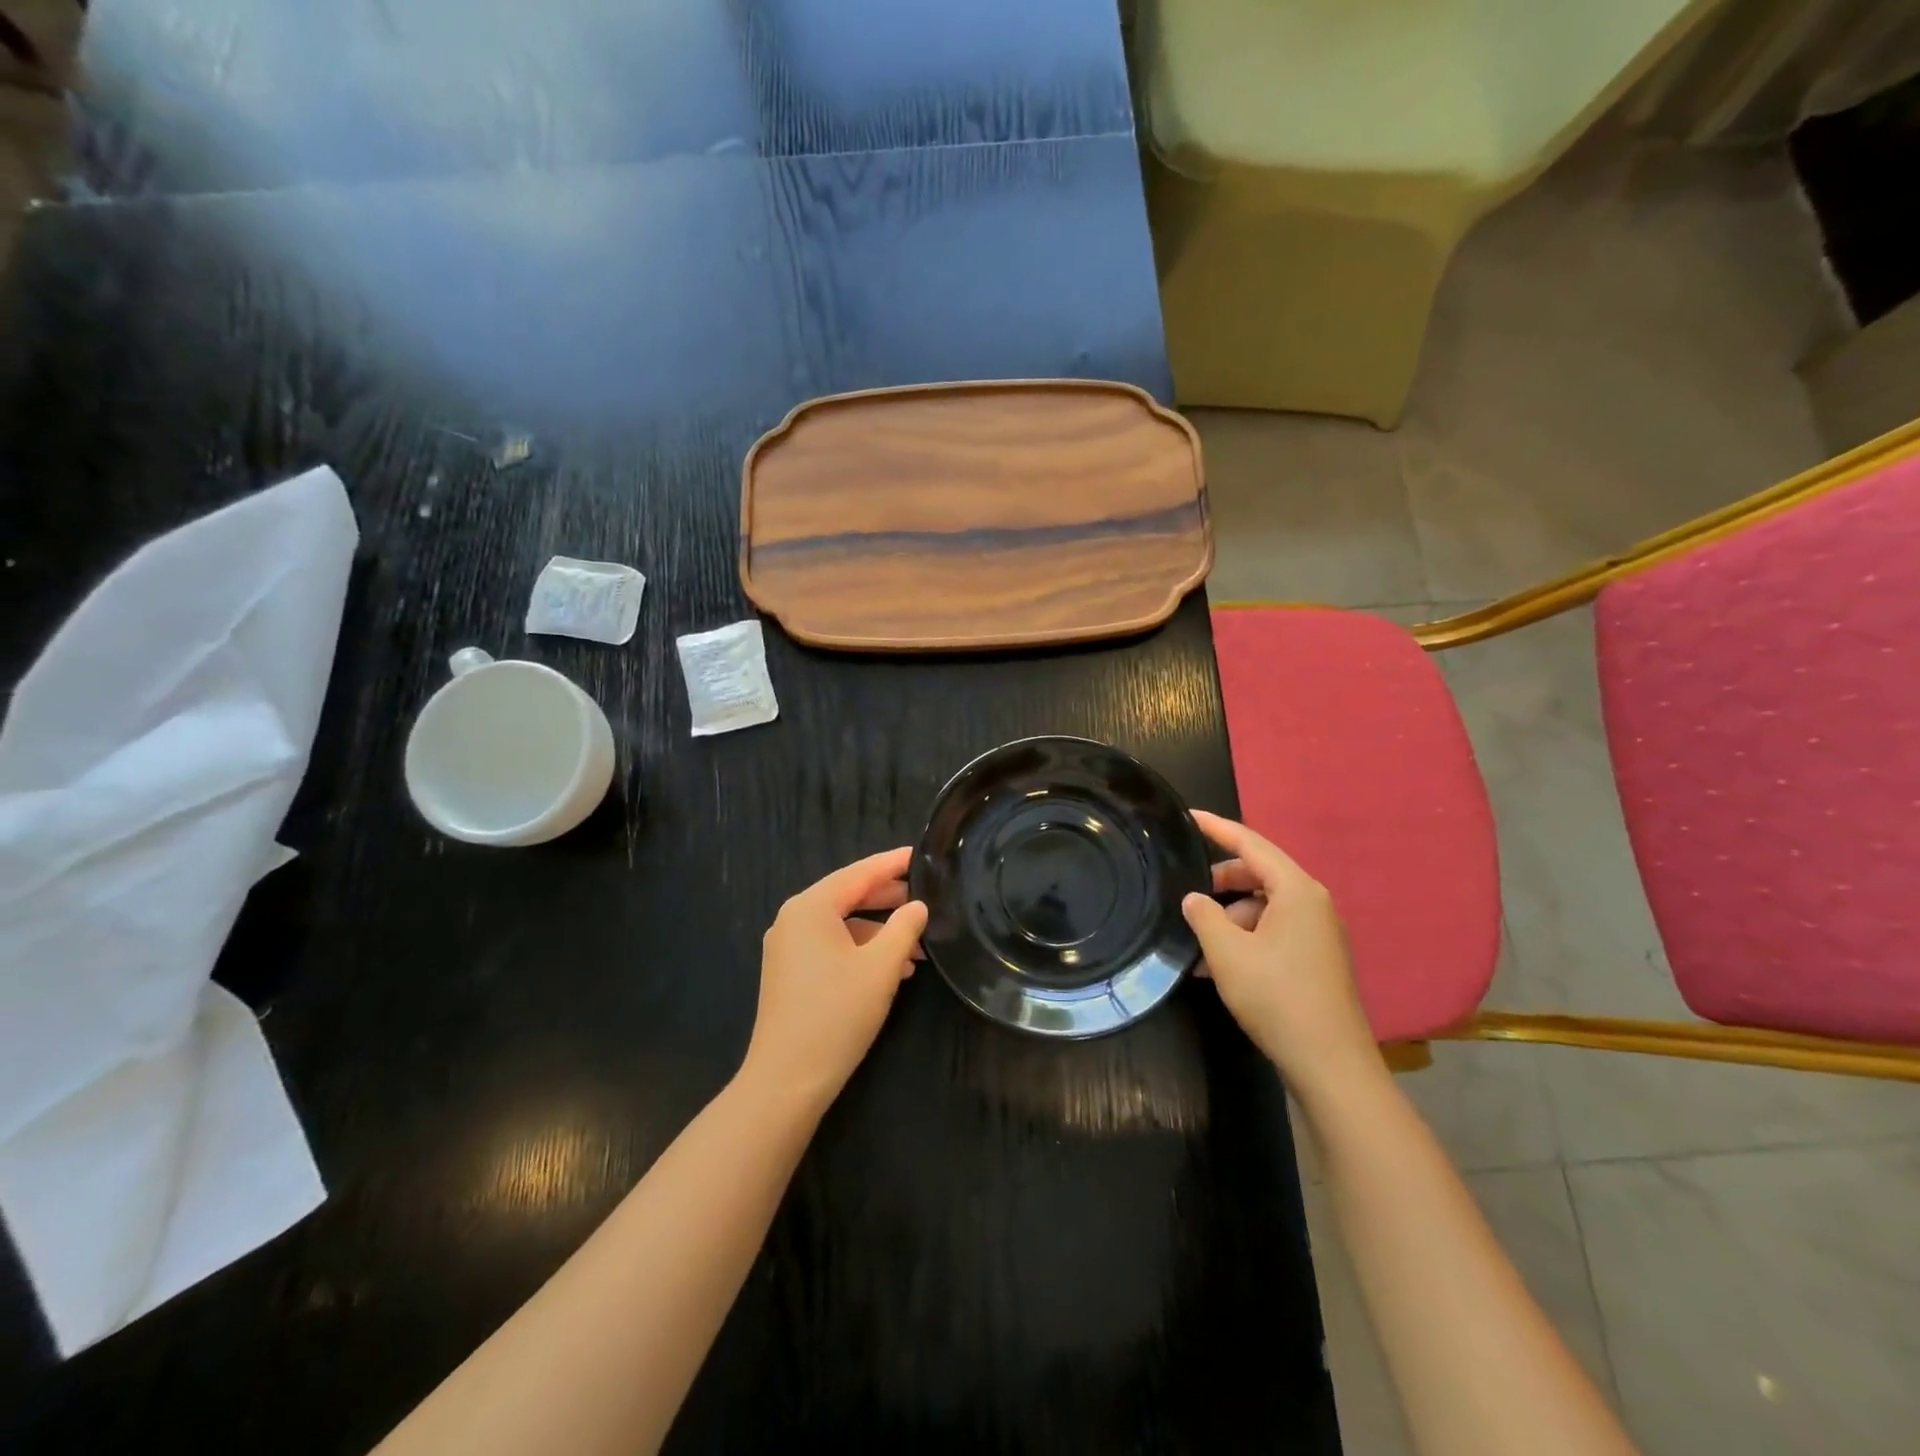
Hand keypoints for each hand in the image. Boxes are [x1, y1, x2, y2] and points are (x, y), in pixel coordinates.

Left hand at [740, 847, 928, 1111]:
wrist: (786, 1081)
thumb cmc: (836, 1015)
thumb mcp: (881, 968)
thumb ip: (904, 928)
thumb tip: (918, 906)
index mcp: (810, 907)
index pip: (859, 873)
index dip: (893, 863)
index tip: (922, 854)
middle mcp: (793, 919)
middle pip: (848, 895)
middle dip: (889, 898)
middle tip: (928, 896)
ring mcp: (788, 947)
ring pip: (842, 924)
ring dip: (879, 930)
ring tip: (918, 944)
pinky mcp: (790, 972)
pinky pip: (831, 946)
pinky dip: (861, 950)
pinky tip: (892, 969)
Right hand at [1182, 811, 1381, 1101]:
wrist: (1330, 1064)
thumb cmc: (1277, 997)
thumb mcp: (1227, 952)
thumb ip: (1203, 915)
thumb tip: (1194, 899)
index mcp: (1297, 890)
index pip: (1251, 843)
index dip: (1216, 827)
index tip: (1188, 816)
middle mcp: (1313, 903)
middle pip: (1258, 874)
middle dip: (1220, 881)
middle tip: (1186, 892)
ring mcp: (1318, 932)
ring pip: (1264, 906)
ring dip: (1229, 917)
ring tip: (1197, 943)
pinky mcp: (1316, 959)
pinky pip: (1274, 931)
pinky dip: (1245, 938)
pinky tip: (1217, 966)